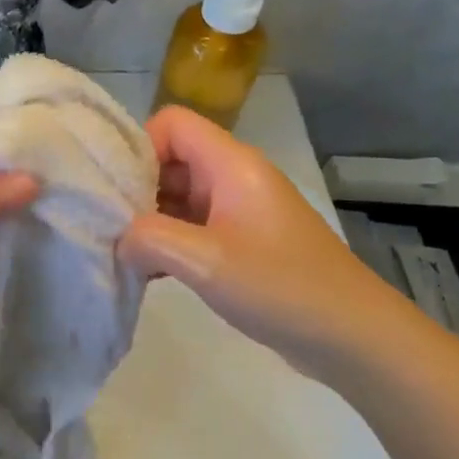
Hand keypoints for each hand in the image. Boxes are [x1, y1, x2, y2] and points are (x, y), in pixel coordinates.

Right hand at [119, 107, 402, 376]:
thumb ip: (150, 239)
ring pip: (178, 197)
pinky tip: (148, 275)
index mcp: (231, 164)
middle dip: (135, 189)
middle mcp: (234, 178)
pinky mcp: (241, 243)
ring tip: (121, 255)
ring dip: (149, 222)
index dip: (138, 148)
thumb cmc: (281, 287)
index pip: (171, 123)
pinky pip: (193, 229)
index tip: (114, 192)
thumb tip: (118, 239)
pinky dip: (168, 245)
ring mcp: (239, 212)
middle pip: (170, 160)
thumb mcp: (206, 261)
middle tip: (107, 228)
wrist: (351, 335)